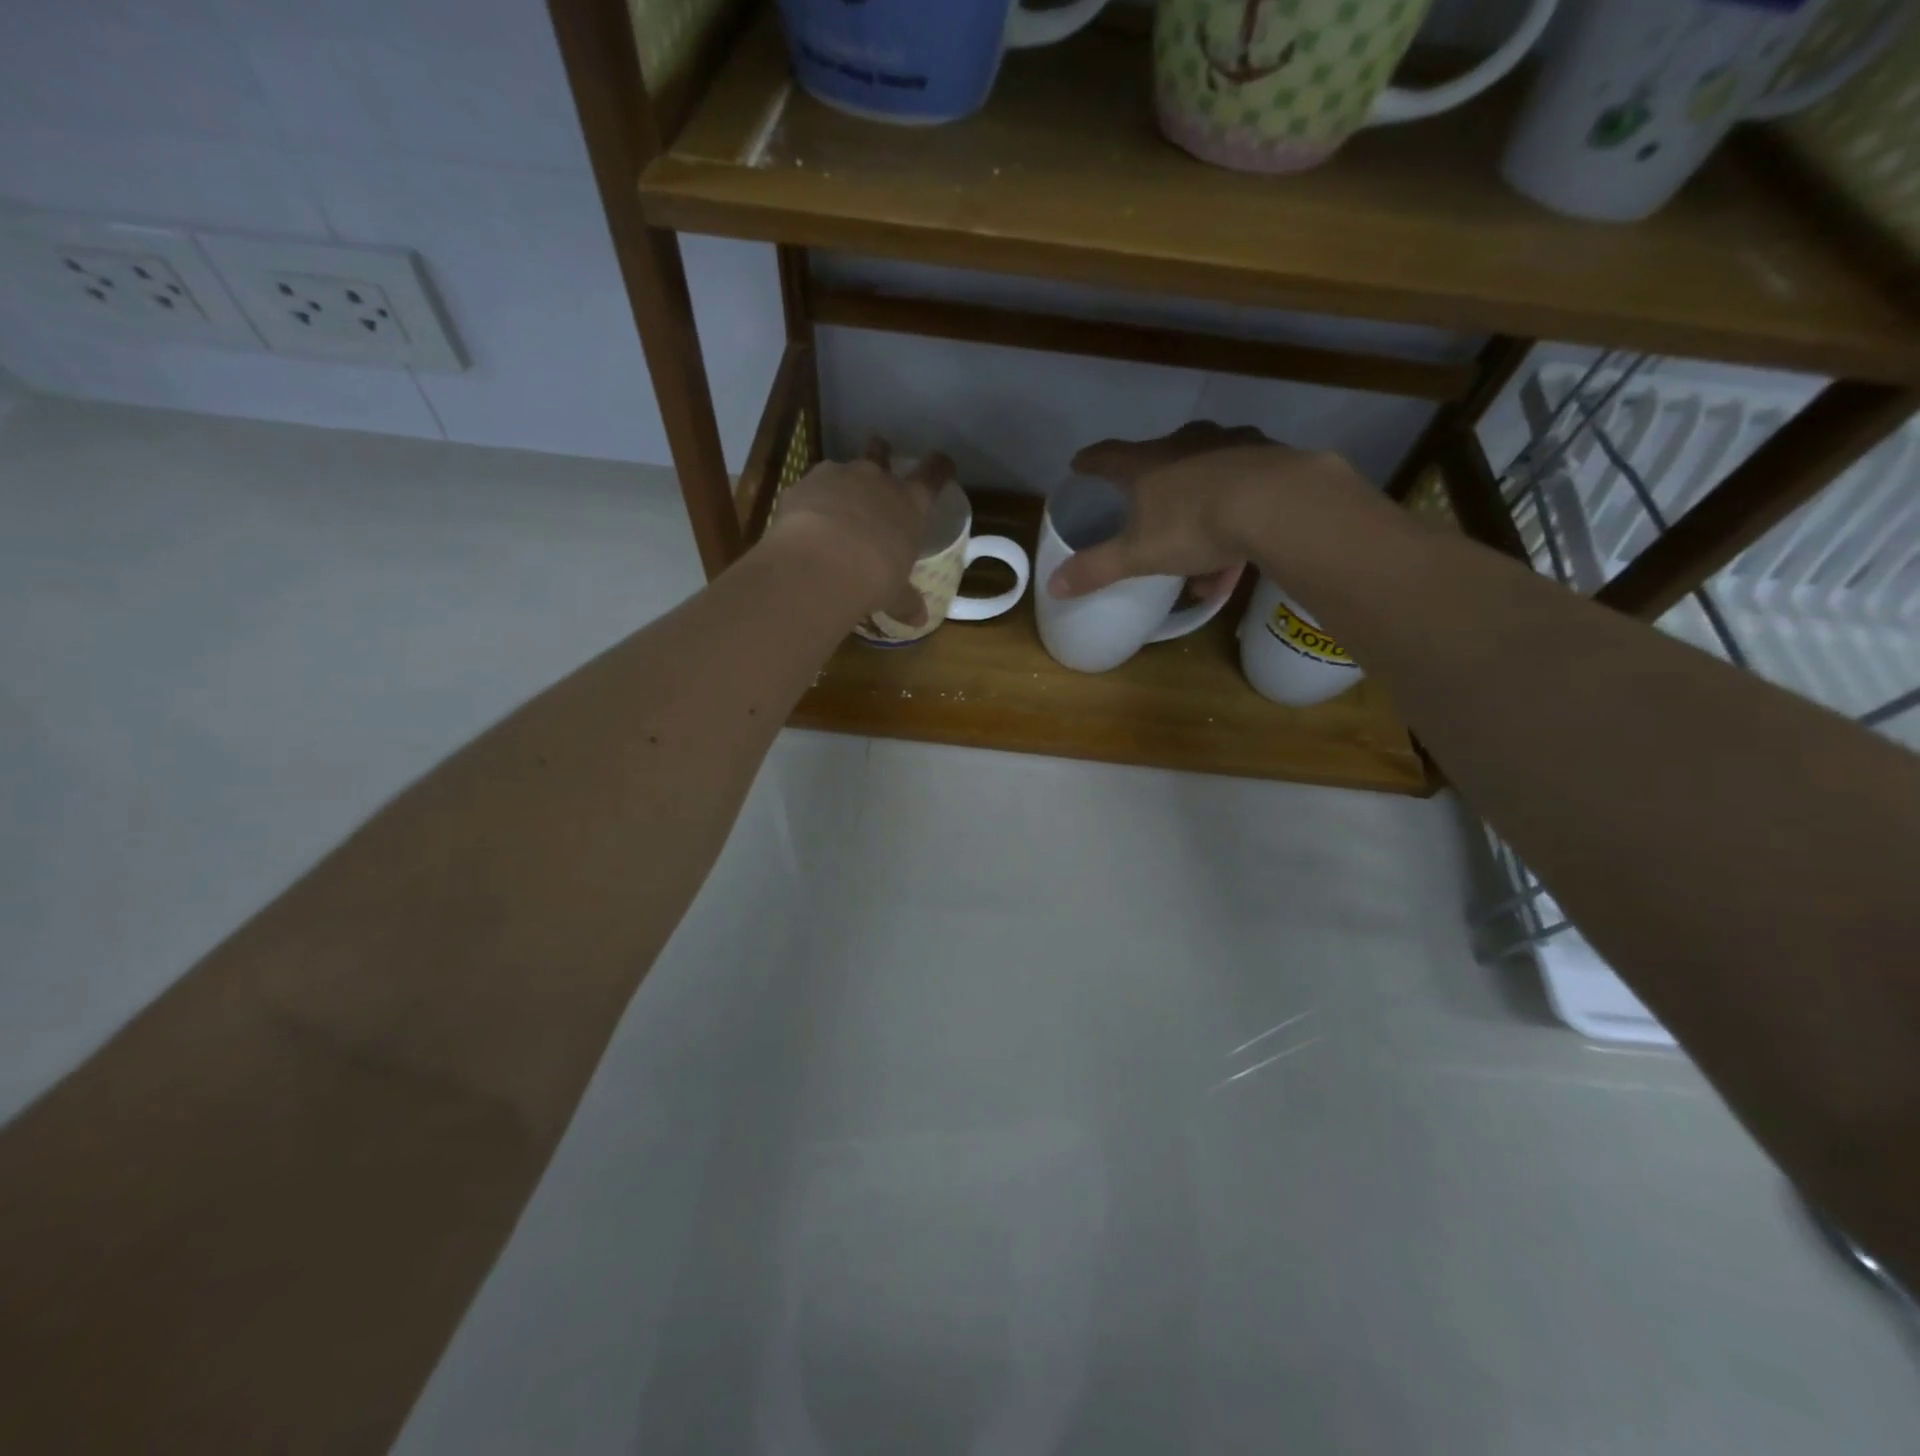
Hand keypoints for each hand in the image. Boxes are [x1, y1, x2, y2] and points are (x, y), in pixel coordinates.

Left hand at [765, 438, 948, 623]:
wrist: (820, 565)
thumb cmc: (874, 578)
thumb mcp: (894, 594)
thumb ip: (905, 602)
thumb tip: (920, 620)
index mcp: (910, 503)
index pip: (934, 473)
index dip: (939, 467)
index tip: (942, 465)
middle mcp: (876, 479)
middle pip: (881, 451)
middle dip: (880, 455)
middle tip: (876, 470)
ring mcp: (837, 476)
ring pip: (841, 468)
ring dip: (840, 484)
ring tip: (833, 509)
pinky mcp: (802, 484)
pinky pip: (809, 488)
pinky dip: (809, 501)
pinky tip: (803, 524)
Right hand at [1047, 423, 1370, 599]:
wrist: (1281, 504)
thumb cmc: (1194, 524)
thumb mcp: (1138, 554)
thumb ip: (1096, 569)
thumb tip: (1052, 585)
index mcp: (1148, 463)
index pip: (1108, 456)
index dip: (1091, 462)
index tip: (1079, 463)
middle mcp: (1187, 444)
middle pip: (1160, 459)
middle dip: (1151, 484)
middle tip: (1146, 509)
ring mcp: (1232, 446)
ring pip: (1206, 476)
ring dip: (1198, 510)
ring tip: (1200, 560)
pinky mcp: (1271, 458)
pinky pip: (1243, 490)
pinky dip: (1236, 519)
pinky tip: (1239, 555)